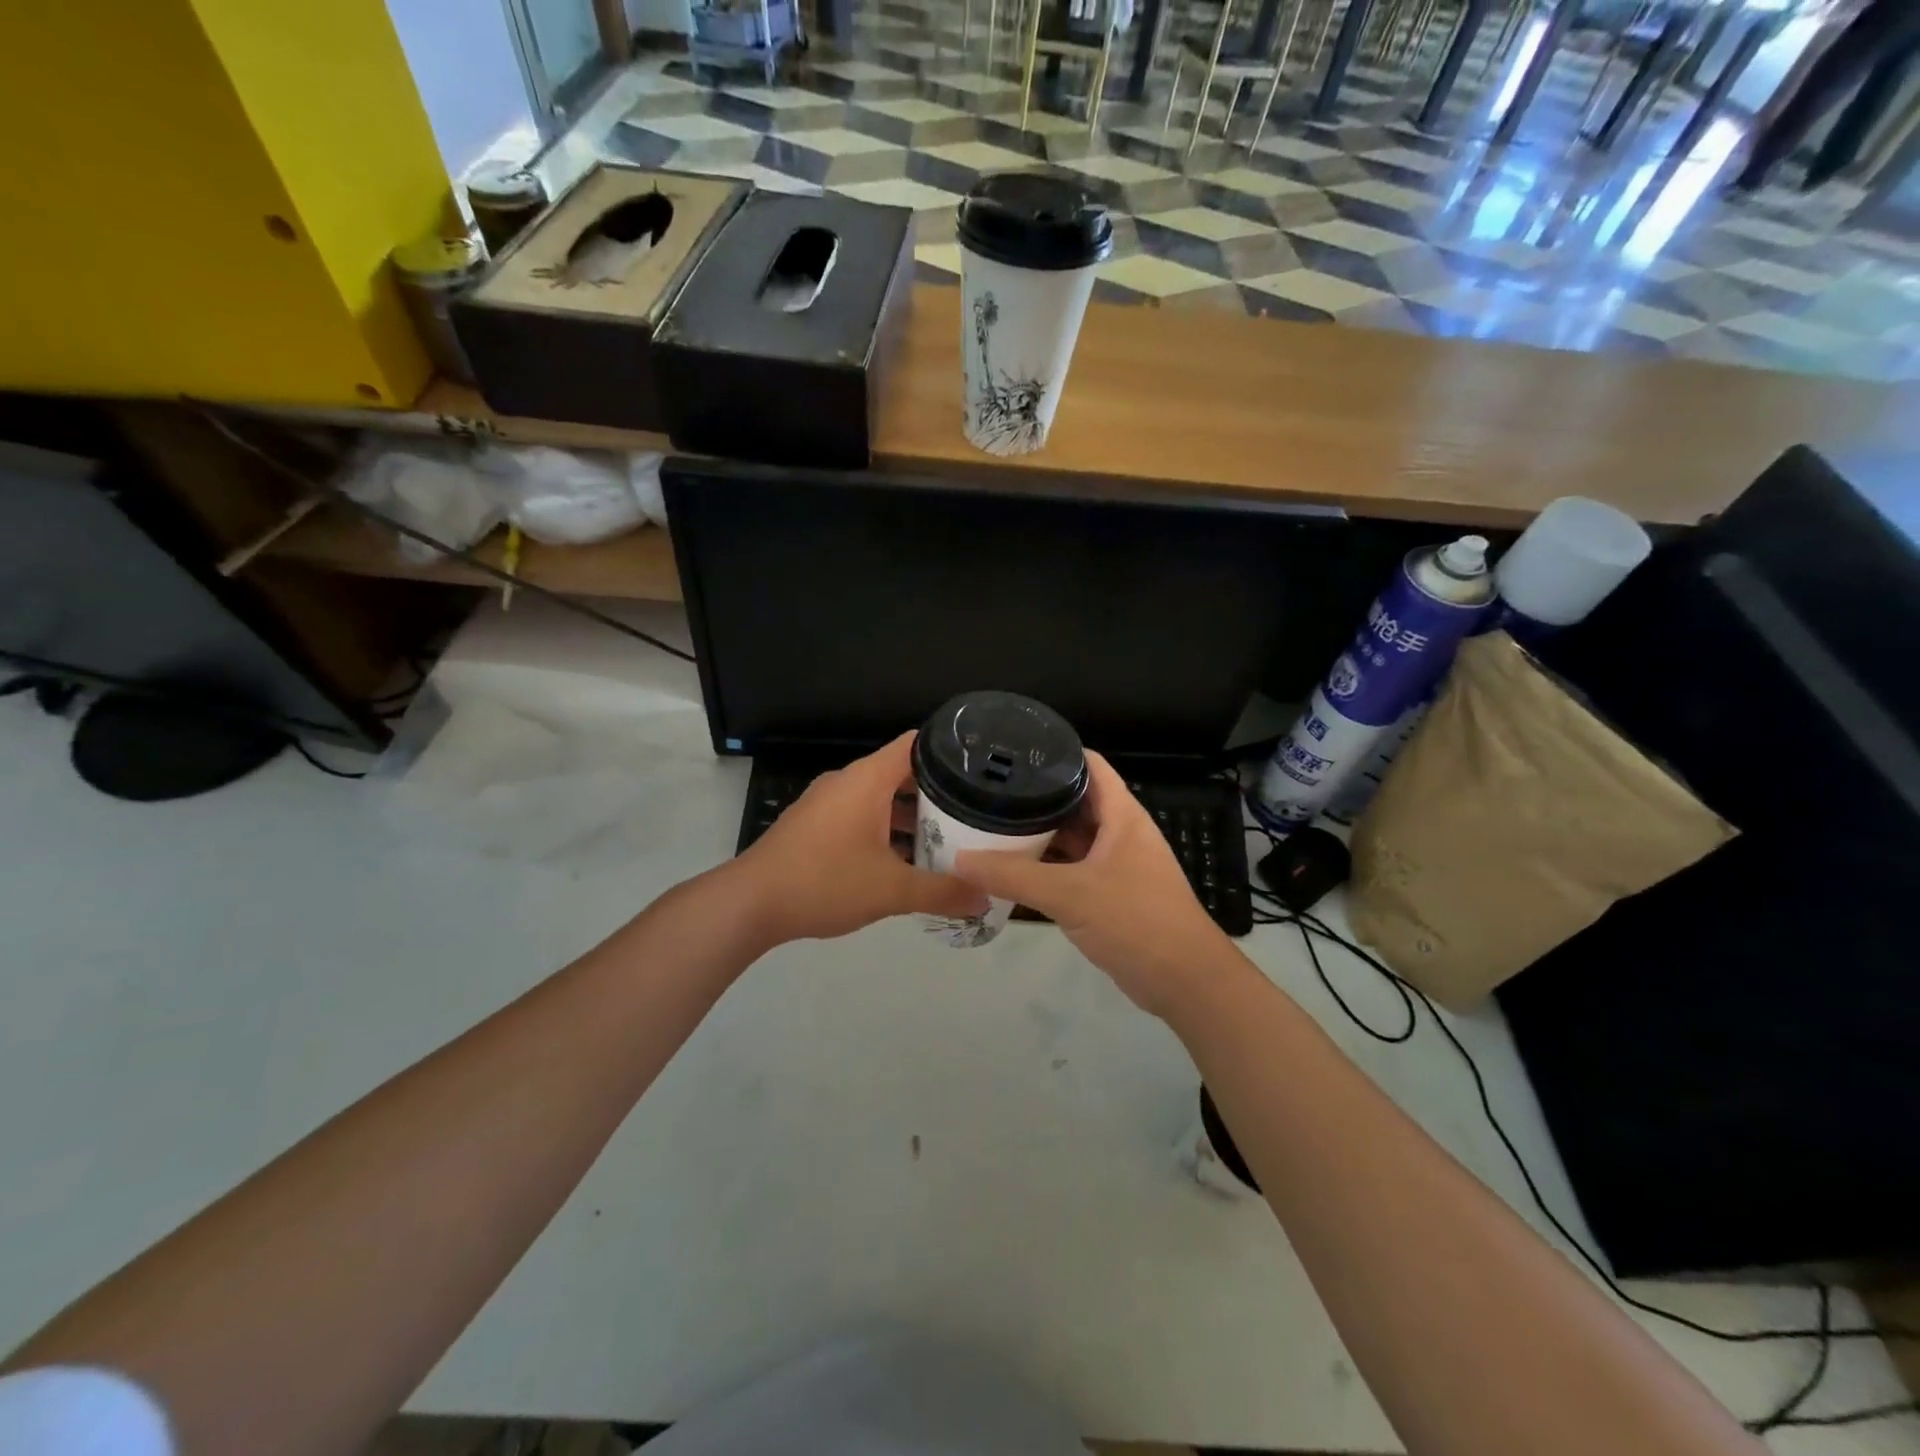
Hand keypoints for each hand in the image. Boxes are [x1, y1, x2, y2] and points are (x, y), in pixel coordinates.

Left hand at [732, 732, 986, 945]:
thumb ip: (942, 892)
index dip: (950, 752)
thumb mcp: (892, 890)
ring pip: (880, 798)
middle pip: (901, 773)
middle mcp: (847, 782)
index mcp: (867, 780)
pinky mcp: (813, 825)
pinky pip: (859, 816)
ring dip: (910, 817)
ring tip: (946, 841)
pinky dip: (885, 830)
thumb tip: (985, 898)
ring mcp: (826, 803)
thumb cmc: (825, 882)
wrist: (751, 903)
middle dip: (937, 794)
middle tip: (974, 814)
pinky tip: (903, 862)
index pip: (916, 745)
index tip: (981, 771)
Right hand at [950, 752, 1234, 1016]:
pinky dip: (1047, 865)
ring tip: (992, 823)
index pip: (1088, 765)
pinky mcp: (1111, 893)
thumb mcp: (1070, 894)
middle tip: (989, 790)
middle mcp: (1120, 832)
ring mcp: (1117, 863)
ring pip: (1073, 837)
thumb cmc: (1136, 921)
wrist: (1185, 981)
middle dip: (1036, 796)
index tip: (1011, 751)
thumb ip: (1014, 875)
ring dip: (1040, 833)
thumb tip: (959, 859)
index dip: (1055, 752)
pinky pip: (1073, 867)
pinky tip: (1014, 867)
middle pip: (1075, 800)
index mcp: (1122, 815)